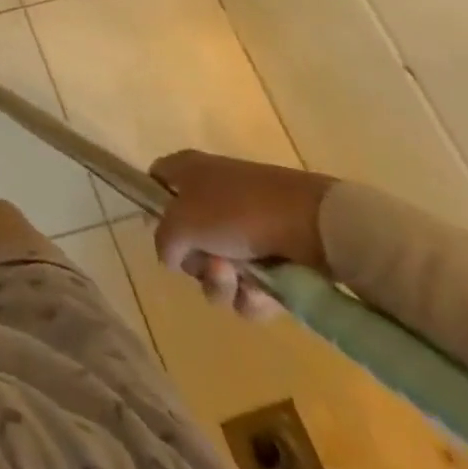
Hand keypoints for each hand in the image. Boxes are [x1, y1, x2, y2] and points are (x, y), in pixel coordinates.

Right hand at [150, 150, 336, 320]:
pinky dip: (253, 296)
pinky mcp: (274, 255)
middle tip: (212, 266)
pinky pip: (250, 286)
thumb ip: (164, 240)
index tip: (164, 236)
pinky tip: (263, 295)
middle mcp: (213, 196)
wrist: (313, 223)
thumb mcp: (183, 222)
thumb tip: (170, 257)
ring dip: (223, 284)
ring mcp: (245, 227)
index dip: (154, 207)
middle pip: (187, 238)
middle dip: (197, 263)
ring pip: (218, 268)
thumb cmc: (237, 210)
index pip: (157, 182)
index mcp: (188, 172)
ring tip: (241, 282)